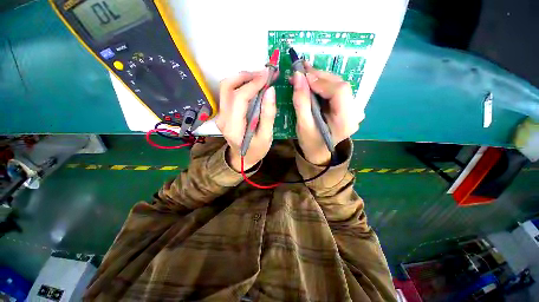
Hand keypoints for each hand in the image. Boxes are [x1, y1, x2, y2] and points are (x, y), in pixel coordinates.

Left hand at [216, 70, 276, 171]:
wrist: (242, 158)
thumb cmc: (256, 150)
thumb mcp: (266, 136)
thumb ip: (268, 115)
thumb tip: (270, 91)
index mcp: (233, 127)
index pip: (239, 98)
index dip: (253, 84)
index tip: (267, 75)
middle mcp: (222, 118)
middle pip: (227, 87)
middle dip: (245, 76)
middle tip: (263, 74)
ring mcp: (220, 115)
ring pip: (226, 87)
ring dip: (242, 78)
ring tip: (258, 78)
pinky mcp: (223, 113)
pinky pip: (229, 93)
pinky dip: (240, 85)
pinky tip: (252, 86)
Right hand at [292, 63, 360, 164]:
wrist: (319, 151)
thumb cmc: (310, 141)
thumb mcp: (302, 124)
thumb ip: (301, 101)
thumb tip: (297, 76)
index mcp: (346, 121)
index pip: (340, 91)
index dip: (321, 81)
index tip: (302, 77)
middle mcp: (355, 112)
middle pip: (340, 85)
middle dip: (319, 76)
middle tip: (301, 71)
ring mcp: (354, 109)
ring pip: (338, 85)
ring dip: (320, 78)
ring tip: (304, 75)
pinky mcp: (348, 106)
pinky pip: (336, 90)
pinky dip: (323, 84)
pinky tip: (312, 83)